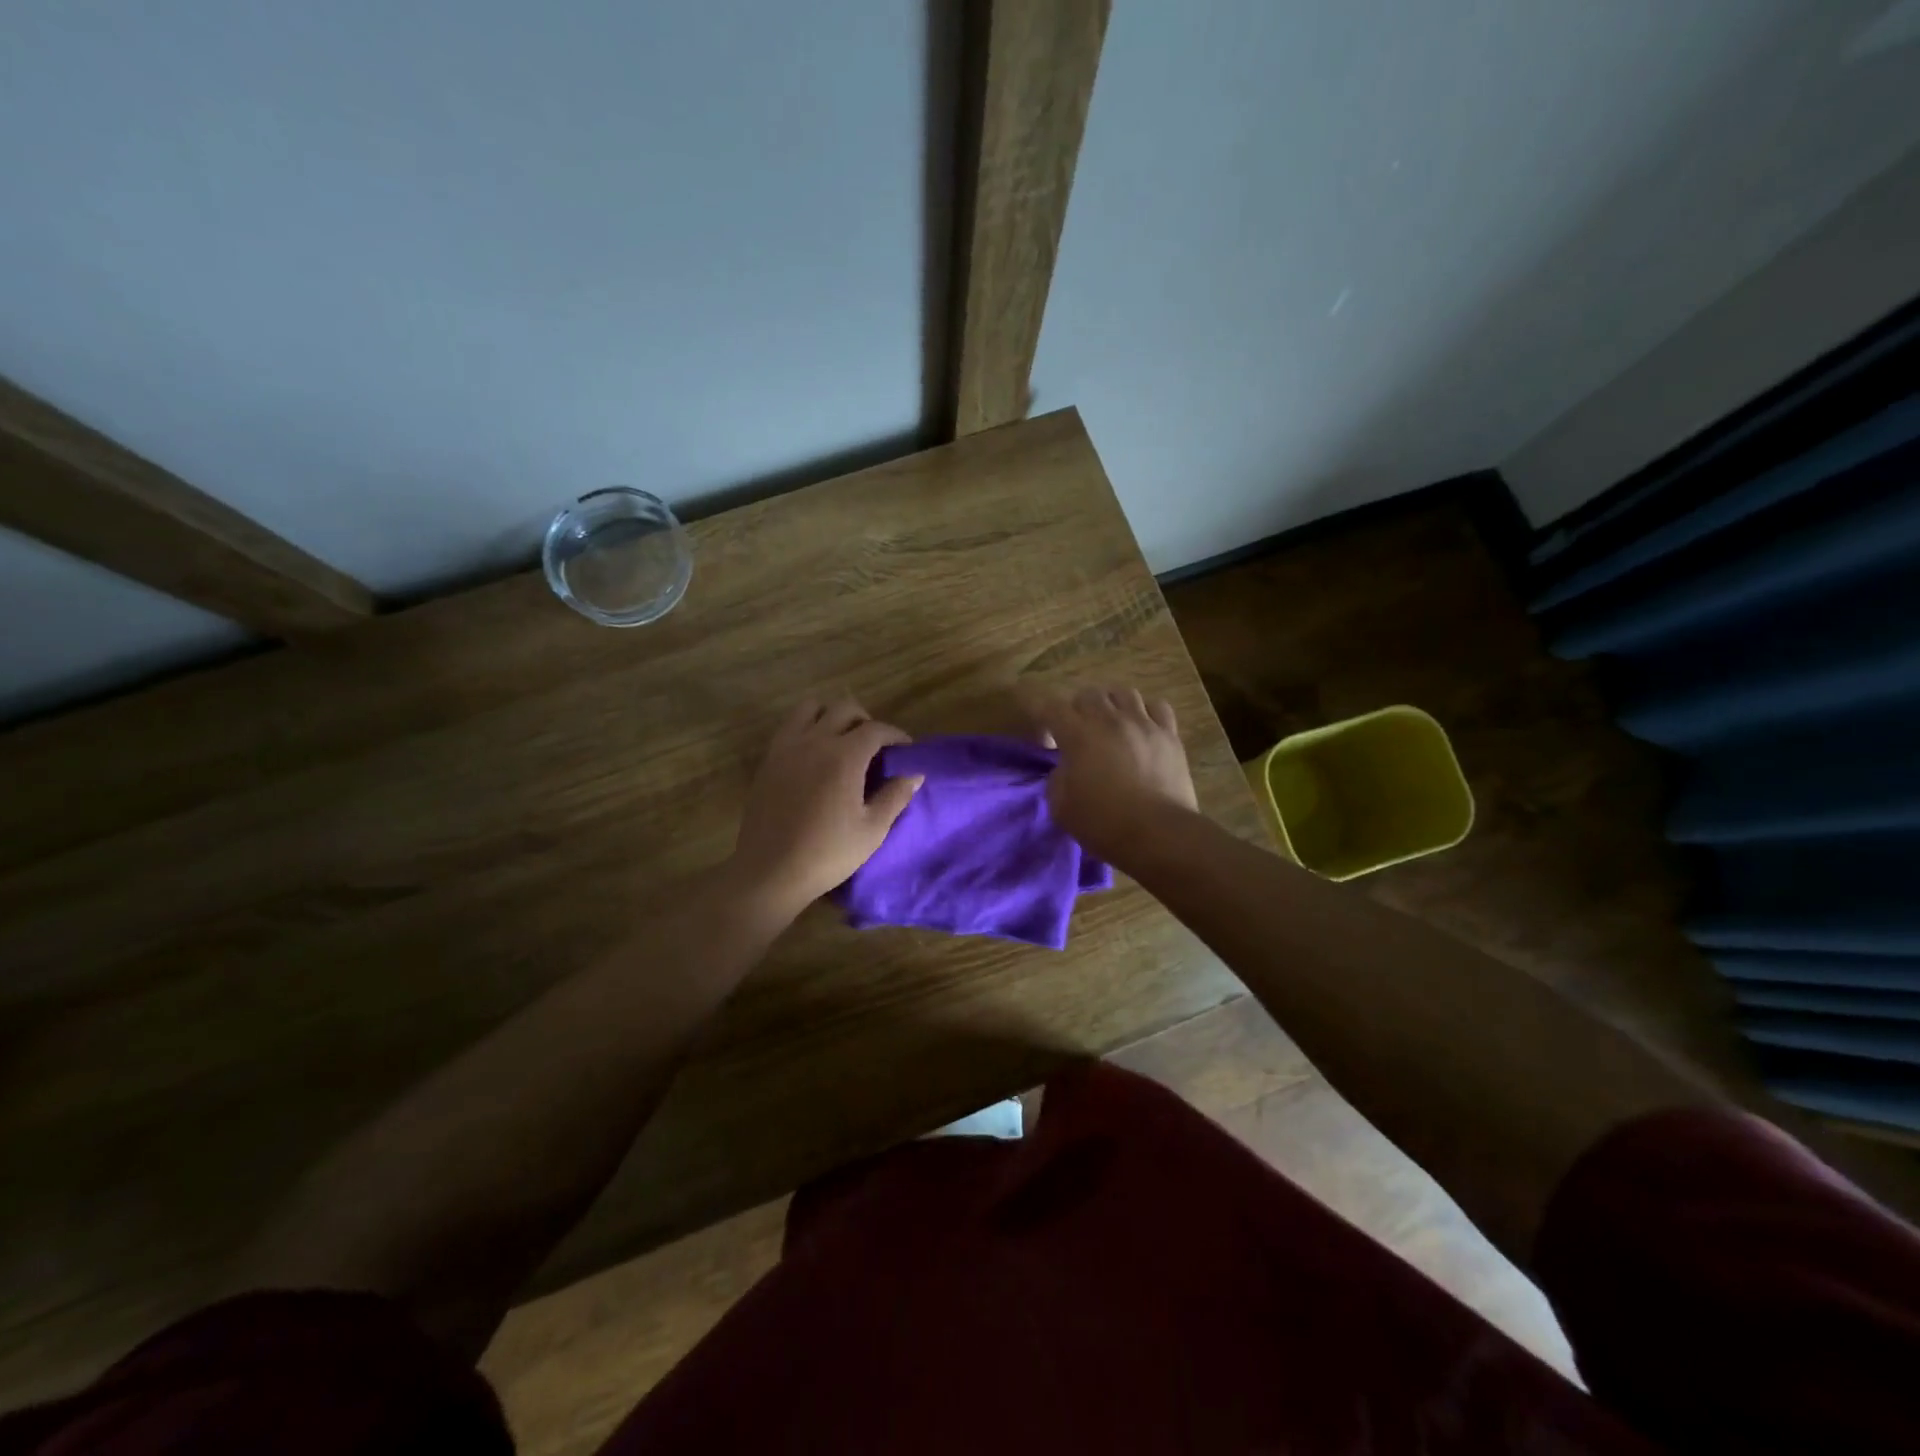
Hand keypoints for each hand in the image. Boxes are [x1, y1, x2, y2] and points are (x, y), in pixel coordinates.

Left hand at [731, 696, 921, 915]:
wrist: (770, 871)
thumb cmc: (827, 854)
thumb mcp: (872, 830)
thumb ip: (895, 796)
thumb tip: (914, 774)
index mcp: (844, 757)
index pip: (876, 729)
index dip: (896, 735)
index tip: (905, 750)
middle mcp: (814, 741)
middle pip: (844, 708)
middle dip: (866, 720)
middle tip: (876, 746)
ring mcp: (787, 747)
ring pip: (811, 708)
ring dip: (832, 716)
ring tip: (842, 740)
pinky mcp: (769, 760)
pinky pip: (790, 726)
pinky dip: (808, 728)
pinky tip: (815, 755)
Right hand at [1025, 686, 1197, 861]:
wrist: (1157, 834)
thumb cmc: (1102, 823)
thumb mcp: (1060, 805)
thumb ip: (1058, 777)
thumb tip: (1068, 766)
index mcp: (1078, 735)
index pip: (1051, 707)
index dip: (1040, 710)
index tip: (1041, 726)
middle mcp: (1110, 720)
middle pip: (1088, 694)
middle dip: (1077, 709)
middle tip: (1077, 731)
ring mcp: (1143, 724)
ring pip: (1124, 693)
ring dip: (1111, 704)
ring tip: (1110, 723)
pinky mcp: (1169, 736)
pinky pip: (1157, 707)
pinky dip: (1145, 712)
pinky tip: (1142, 727)